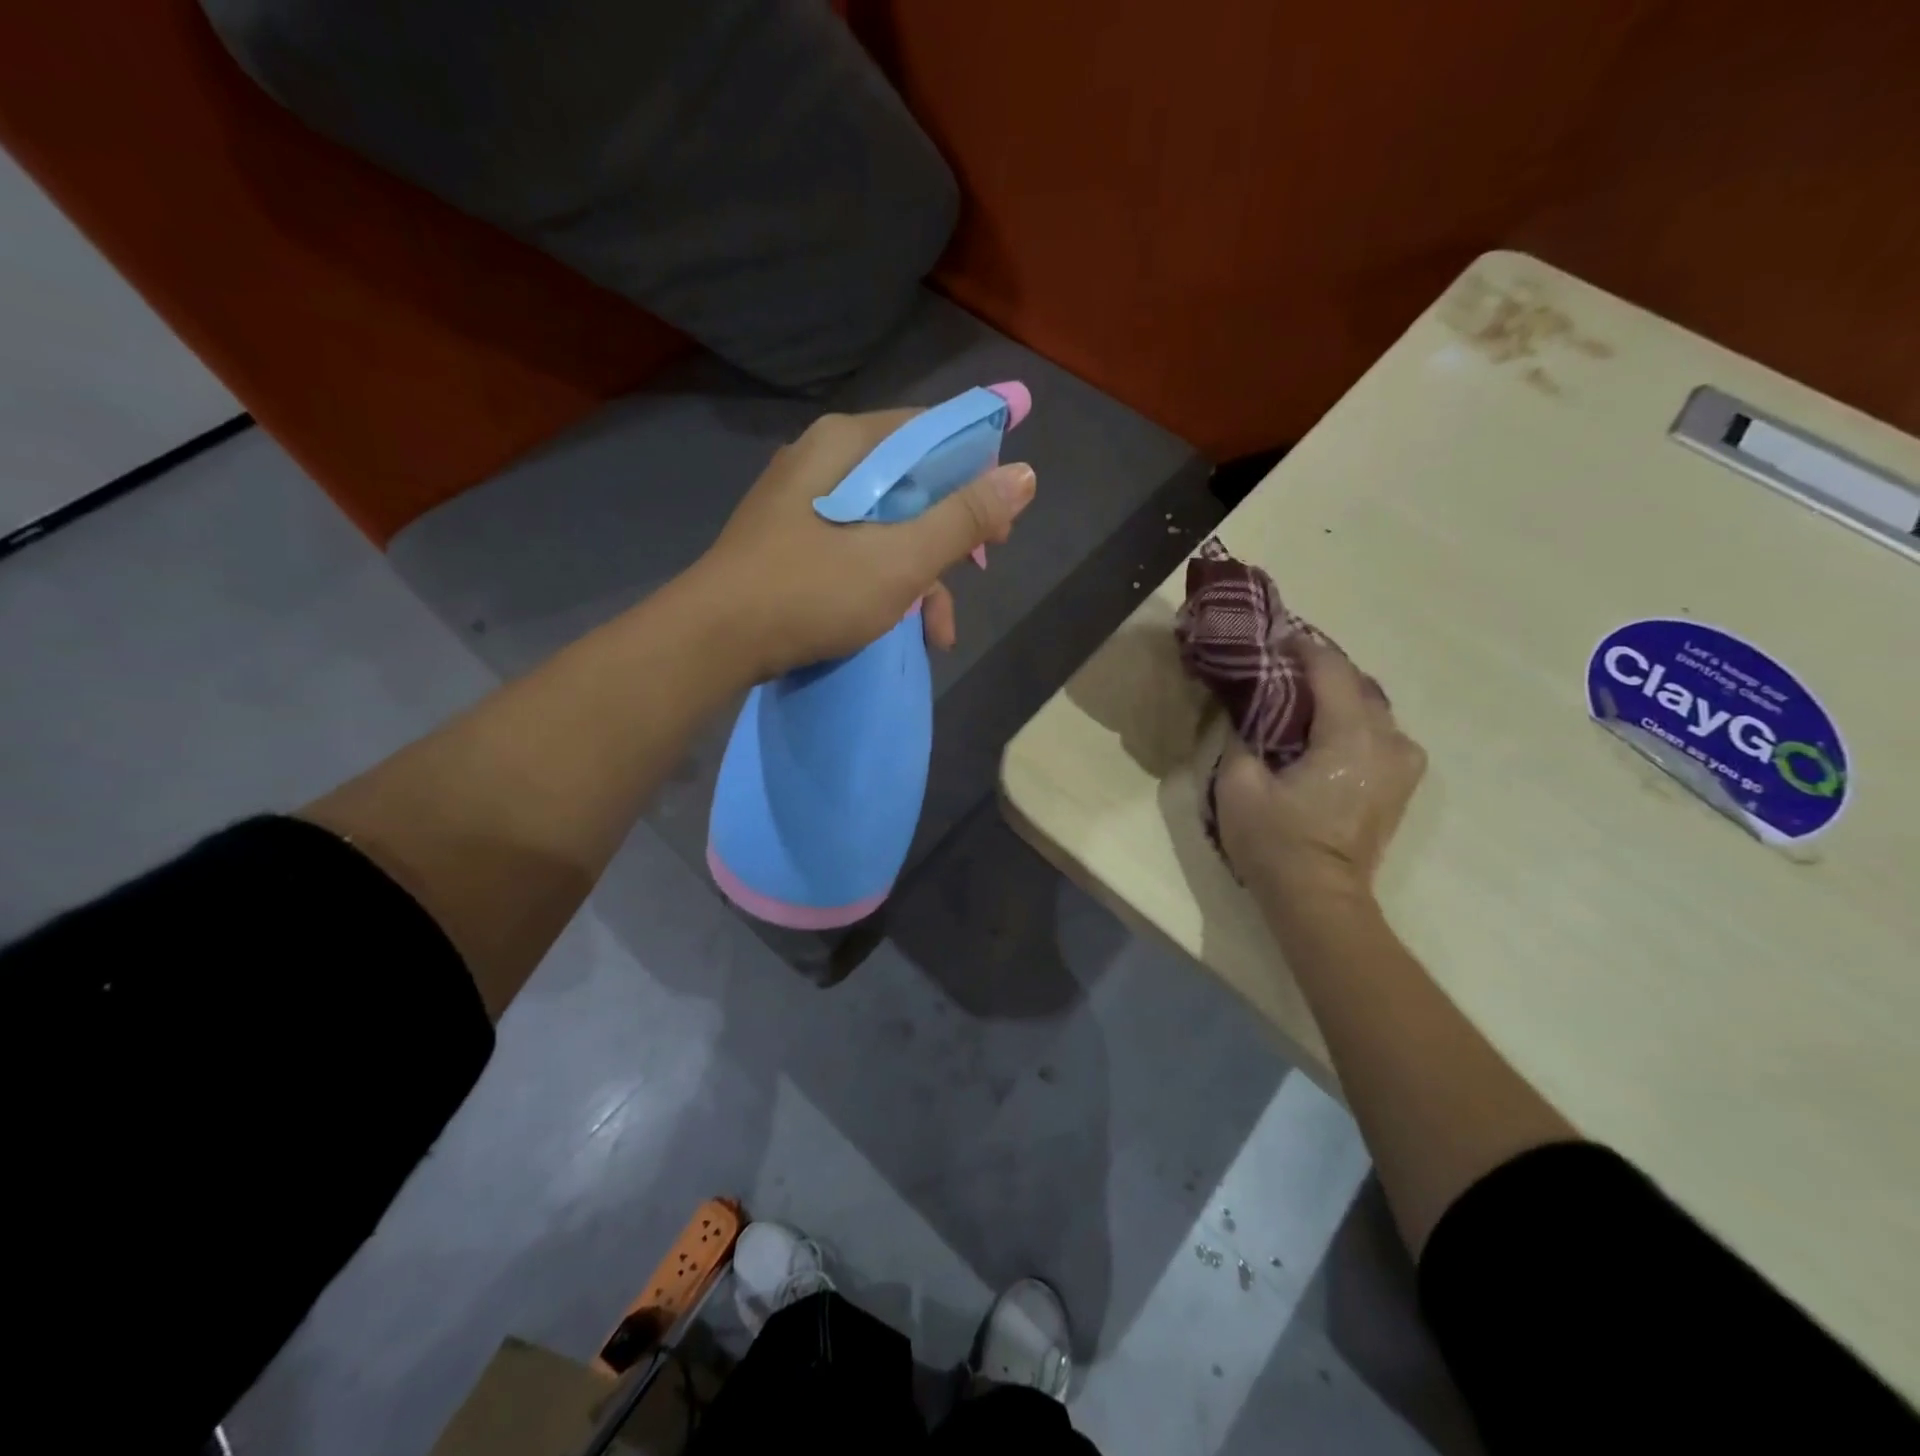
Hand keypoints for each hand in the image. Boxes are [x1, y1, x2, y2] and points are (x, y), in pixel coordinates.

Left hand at [692, 408, 1036, 678]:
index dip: (976, 470)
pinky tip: (903, 627)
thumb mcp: (901, 559)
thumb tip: (1026, 474)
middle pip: (910, 482)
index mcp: (847, 445)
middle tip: (979, 569)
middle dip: (950, 534)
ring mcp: (803, 504)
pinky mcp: (791, 543)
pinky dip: (885, 583)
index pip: (931, 433)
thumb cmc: (812, 591)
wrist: (714, 642)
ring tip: (939, 630)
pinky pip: (855, 549)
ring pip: (884, 524)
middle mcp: (823, 461)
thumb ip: (963, 518)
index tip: (1001, 518)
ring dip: (921, 575)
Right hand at [1215, 640, 1426, 912]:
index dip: (1301, 648)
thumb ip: (1242, 736)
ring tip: (1301, 696)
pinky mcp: (1400, 784)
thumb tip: (1246, 712)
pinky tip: (1324, 728)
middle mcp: (1389, 741)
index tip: (1274, 640)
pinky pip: (1380, 733)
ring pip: (1373, 708)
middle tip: (1282, 666)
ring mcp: (1403, 764)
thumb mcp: (1238, 784)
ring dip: (1339, 695)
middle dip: (1321, 669)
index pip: (1331, 670)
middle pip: (1358, 683)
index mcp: (1351, 735)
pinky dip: (1353, 720)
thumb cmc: (1276, 841)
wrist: (1318, 898)